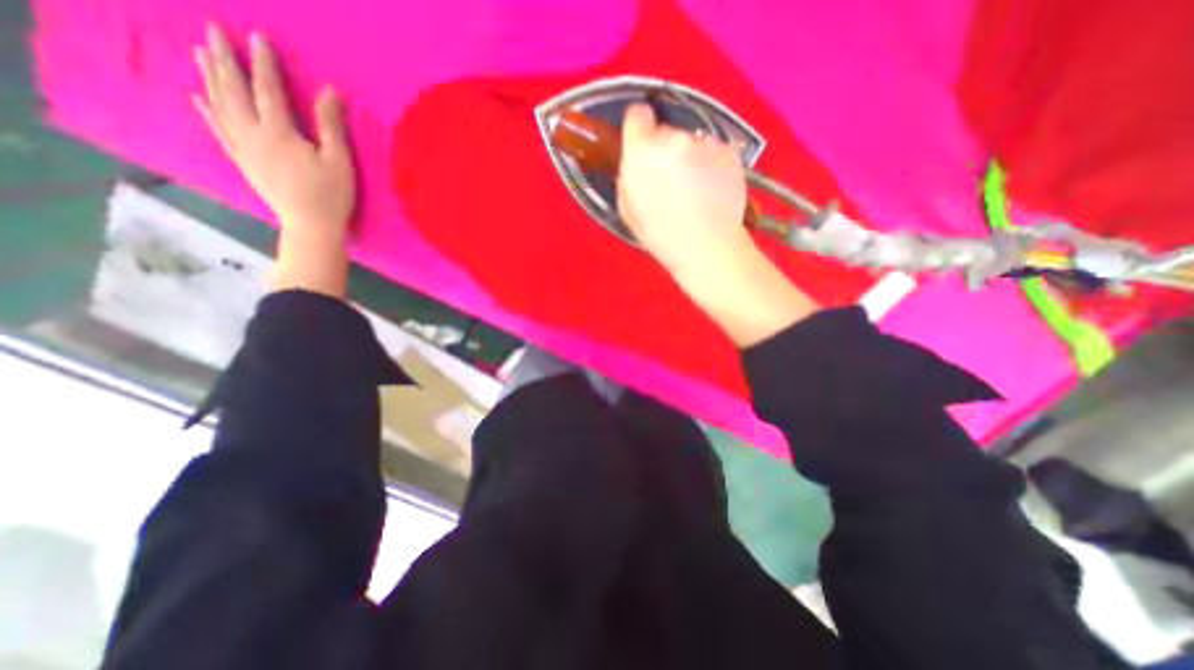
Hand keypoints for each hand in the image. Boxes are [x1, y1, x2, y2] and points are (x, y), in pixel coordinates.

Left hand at [194, 24, 352, 294]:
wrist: (311, 226)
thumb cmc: (331, 195)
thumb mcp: (339, 161)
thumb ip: (331, 126)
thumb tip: (329, 91)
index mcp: (279, 133)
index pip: (267, 89)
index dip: (263, 62)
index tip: (257, 36)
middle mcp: (253, 134)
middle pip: (234, 90)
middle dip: (224, 59)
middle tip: (212, 30)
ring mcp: (244, 148)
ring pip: (220, 105)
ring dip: (210, 77)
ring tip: (200, 52)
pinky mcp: (243, 162)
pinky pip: (218, 130)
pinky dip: (207, 111)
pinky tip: (198, 97)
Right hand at [615, 102, 821, 351]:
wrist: (706, 247)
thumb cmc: (660, 235)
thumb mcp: (628, 208)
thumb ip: (629, 176)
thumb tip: (638, 161)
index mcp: (643, 151)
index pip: (637, 114)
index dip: (639, 128)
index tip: (642, 143)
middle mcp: (675, 138)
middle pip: (666, 133)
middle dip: (665, 151)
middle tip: (671, 181)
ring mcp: (706, 143)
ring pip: (692, 143)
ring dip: (690, 159)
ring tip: (696, 191)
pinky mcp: (730, 152)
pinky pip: (714, 153)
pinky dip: (712, 166)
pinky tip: (712, 192)